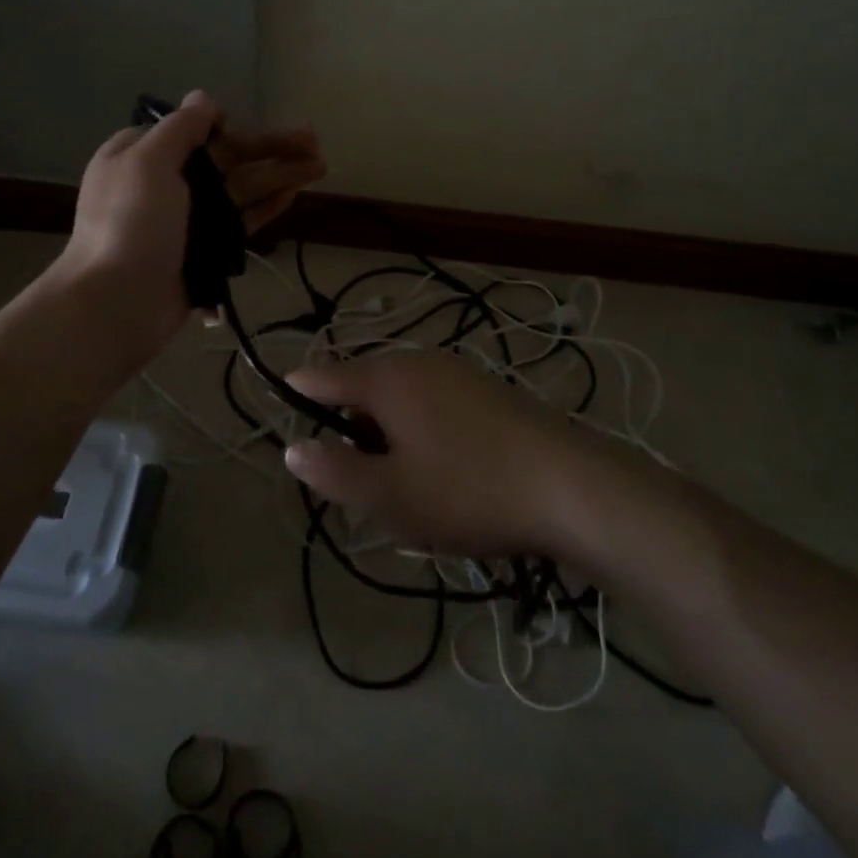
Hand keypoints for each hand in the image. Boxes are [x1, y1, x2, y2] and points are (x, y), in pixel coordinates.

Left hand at [54, 90, 325, 353]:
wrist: (119, 303)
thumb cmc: (129, 224)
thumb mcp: (147, 162)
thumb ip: (180, 128)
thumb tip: (204, 100)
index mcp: (142, 155)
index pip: (193, 131)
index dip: (229, 127)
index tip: (252, 128)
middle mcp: (166, 182)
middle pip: (226, 158)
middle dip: (269, 146)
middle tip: (315, 139)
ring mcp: (188, 218)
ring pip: (240, 188)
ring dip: (279, 173)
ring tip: (320, 164)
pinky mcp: (207, 249)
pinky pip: (242, 220)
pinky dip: (266, 205)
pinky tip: (294, 193)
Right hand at [282, 351, 598, 557]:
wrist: (573, 486)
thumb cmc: (469, 491)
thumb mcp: (390, 496)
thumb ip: (335, 471)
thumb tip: (293, 448)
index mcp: (387, 378)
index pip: (324, 376)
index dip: (299, 392)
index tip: (283, 409)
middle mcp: (418, 362)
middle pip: (364, 388)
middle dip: (352, 429)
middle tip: (365, 483)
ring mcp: (457, 372)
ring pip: (401, 398)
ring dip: (390, 434)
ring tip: (408, 486)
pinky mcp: (488, 390)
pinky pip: (434, 403)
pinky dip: (423, 431)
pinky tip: (448, 473)